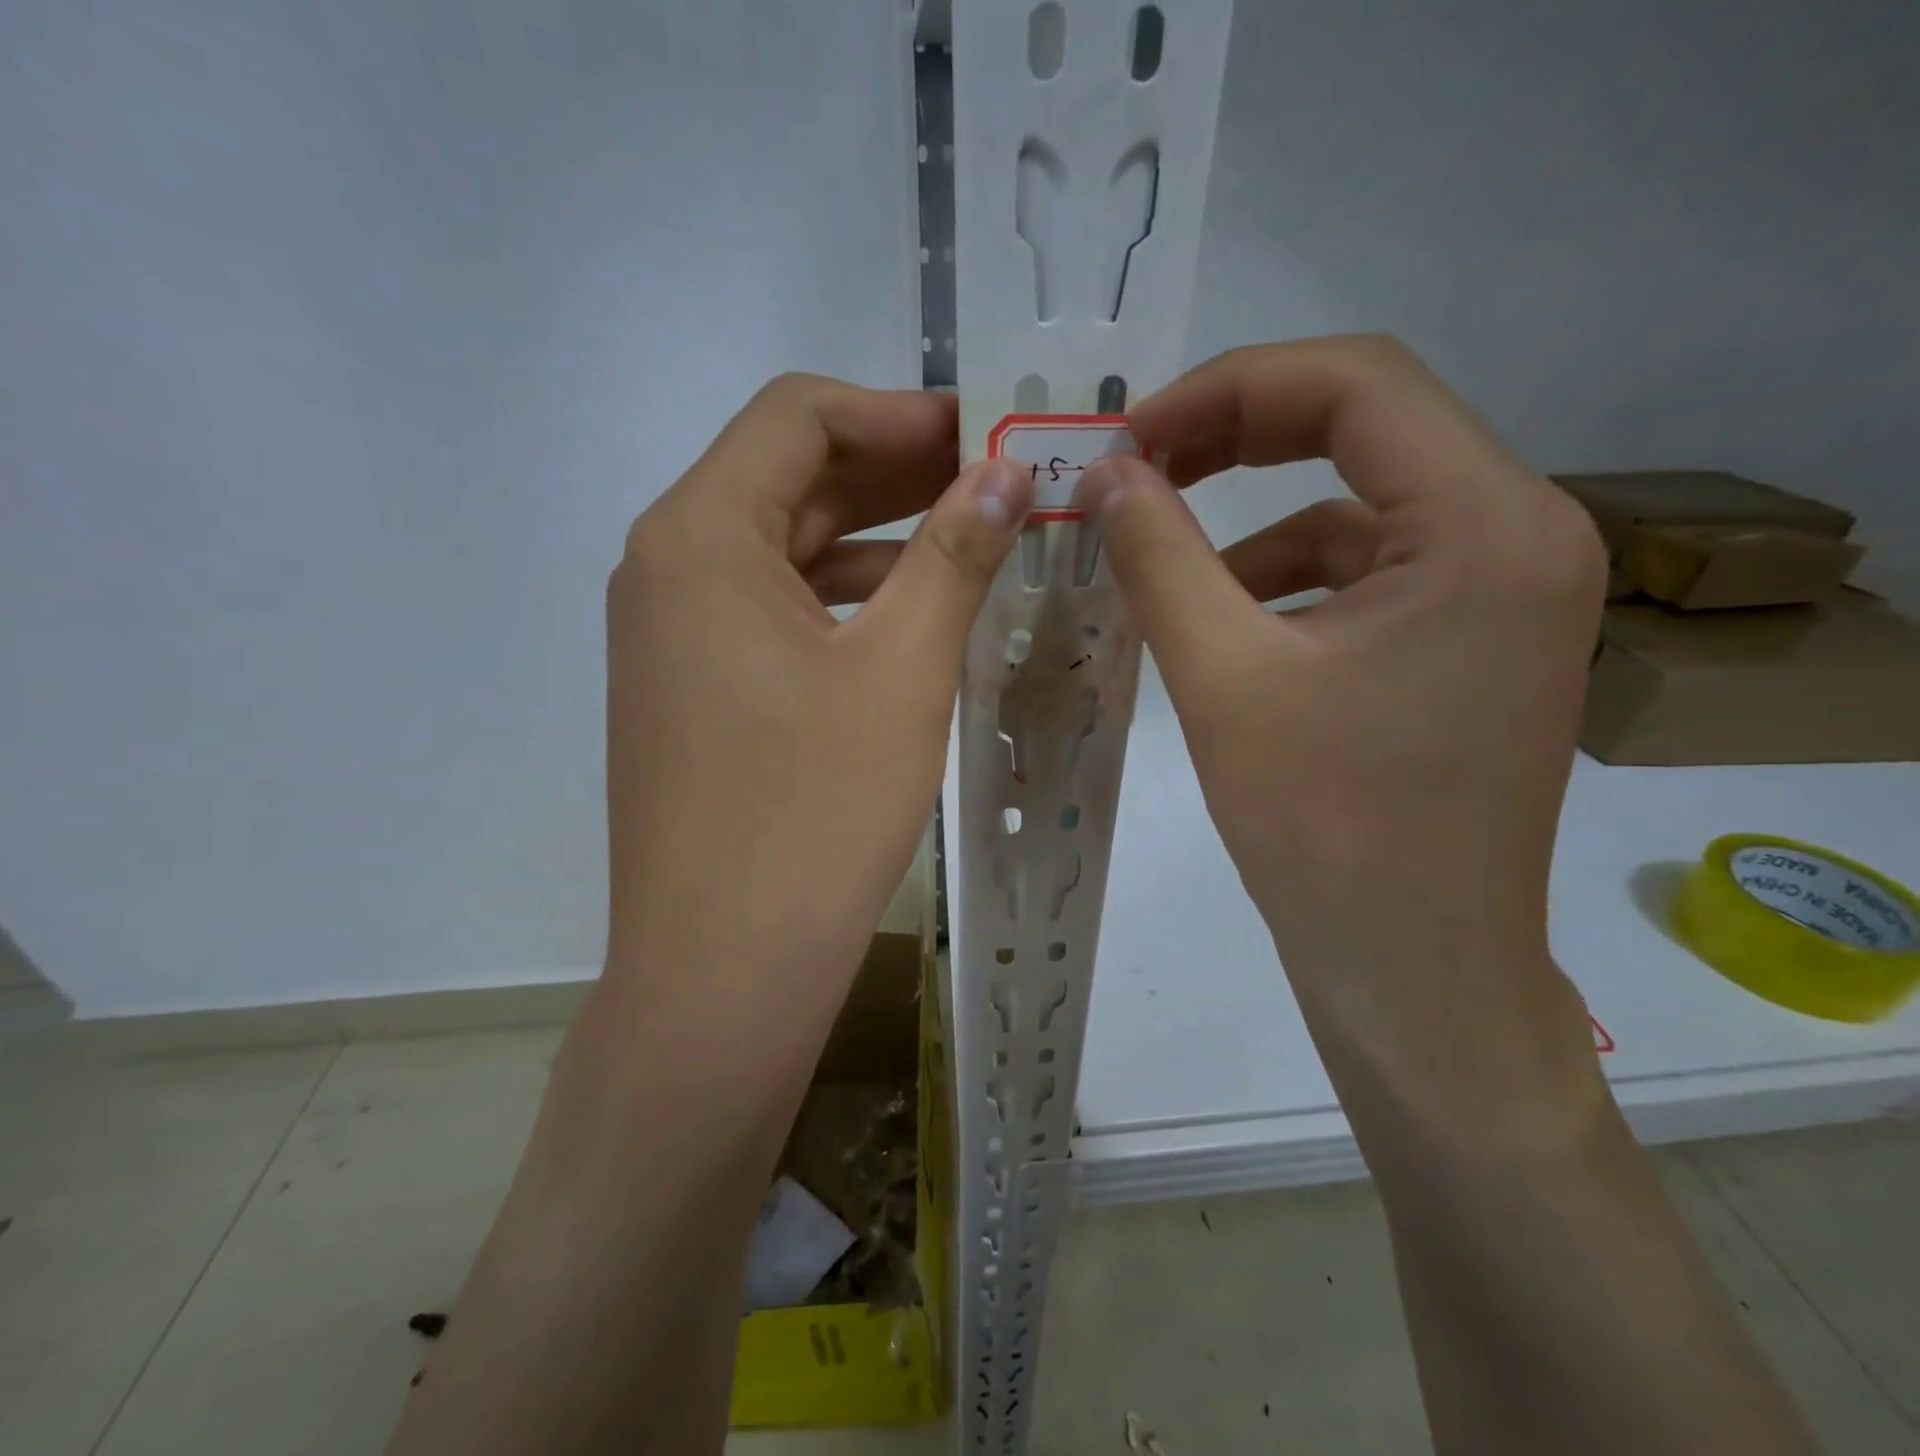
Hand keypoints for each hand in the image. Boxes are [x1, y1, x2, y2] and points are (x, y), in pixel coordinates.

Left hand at [604, 375, 1032, 1004]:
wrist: (724, 969)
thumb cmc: (814, 812)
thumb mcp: (902, 669)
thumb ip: (955, 553)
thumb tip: (1007, 472)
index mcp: (700, 535)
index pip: (797, 416)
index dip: (898, 412)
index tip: (984, 434)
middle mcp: (667, 568)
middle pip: (789, 480)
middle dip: (896, 472)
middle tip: (997, 483)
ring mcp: (672, 635)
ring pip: (784, 550)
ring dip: (877, 539)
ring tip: (974, 544)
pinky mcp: (692, 690)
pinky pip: (773, 613)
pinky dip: (843, 601)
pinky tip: (913, 618)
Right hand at [1081, 337, 1608, 1121]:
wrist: (1412, 970)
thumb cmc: (1324, 830)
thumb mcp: (1221, 677)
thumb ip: (1159, 555)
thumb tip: (1106, 473)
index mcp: (1487, 526)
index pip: (1357, 383)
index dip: (1228, 388)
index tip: (1132, 435)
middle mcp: (1523, 535)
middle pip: (1367, 426)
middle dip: (1238, 434)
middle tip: (1137, 466)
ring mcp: (1506, 590)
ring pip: (1362, 501)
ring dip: (1257, 513)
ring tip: (1164, 547)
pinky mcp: (1473, 638)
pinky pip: (1370, 567)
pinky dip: (1289, 572)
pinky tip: (1225, 615)